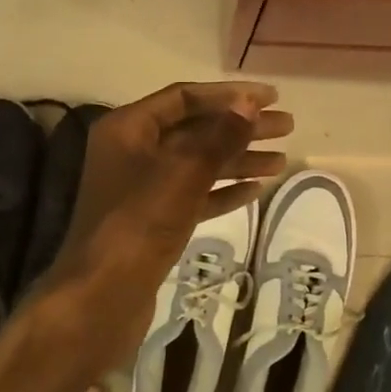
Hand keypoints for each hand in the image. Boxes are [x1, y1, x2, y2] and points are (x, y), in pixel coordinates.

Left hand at [35, 82, 291, 366]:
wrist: (103, 296)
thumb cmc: (139, 223)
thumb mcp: (183, 172)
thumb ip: (219, 136)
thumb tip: (249, 104)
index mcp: (128, 128)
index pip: (184, 98)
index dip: (229, 95)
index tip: (271, 97)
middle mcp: (132, 152)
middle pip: (194, 130)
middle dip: (240, 127)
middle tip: (287, 126)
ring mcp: (142, 189)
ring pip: (197, 164)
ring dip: (238, 160)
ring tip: (282, 161)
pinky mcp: (153, 222)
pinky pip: (194, 195)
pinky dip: (223, 190)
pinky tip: (256, 190)